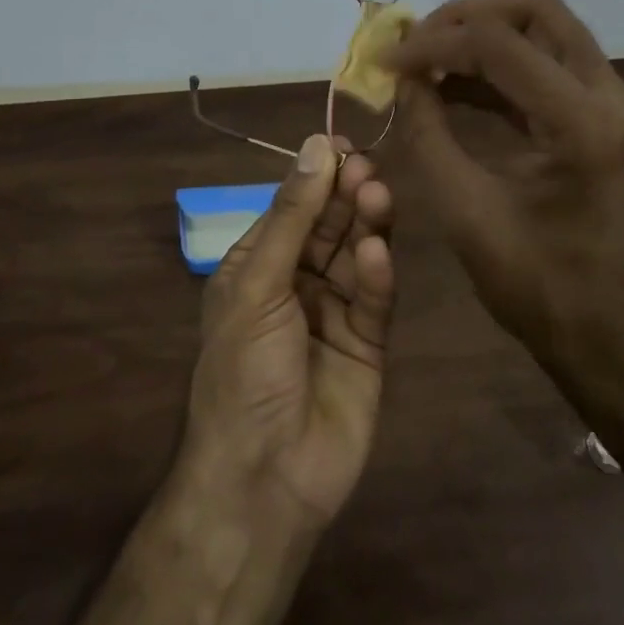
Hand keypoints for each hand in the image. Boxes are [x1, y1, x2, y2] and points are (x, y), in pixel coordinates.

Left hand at [178, 135, 395, 527]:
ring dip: (365, 226)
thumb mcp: (259, 286)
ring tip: (377, 197)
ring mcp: (334, 314)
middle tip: (367, 170)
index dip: (316, 177)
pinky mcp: (367, 345)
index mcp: (258, 268)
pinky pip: (374, 301)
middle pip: (328, 227)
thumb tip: (316, 146)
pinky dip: (379, 276)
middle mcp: (296, 285)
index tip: (344, 146)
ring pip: (356, 256)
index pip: (292, 209)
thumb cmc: (244, 372)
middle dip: (345, 197)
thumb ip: (293, 217)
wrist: (264, 478)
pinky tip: (379, 254)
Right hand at [384, 0, 623, 381]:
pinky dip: (503, 65)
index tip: (386, 62)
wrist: (610, 339)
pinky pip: (553, 67)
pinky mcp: (609, 120)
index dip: (433, 43)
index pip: (500, 45)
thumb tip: (404, 80)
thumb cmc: (537, 289)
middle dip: (468, 16)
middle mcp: (613, 99)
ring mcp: (618, 107)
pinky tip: (457, 84)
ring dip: (486, 35)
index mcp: (584, 127)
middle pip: (539, 11)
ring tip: (428, 58)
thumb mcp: (465, 212)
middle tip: (417, 42)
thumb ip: (428, 134)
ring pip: (550, 31)